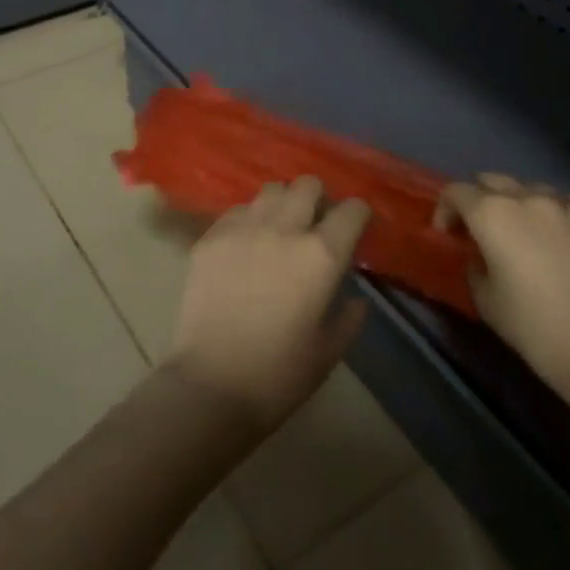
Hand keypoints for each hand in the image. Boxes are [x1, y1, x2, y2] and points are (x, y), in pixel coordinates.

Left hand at [164, 176, 369, 432]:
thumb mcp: (328, 351)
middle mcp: (284, 229)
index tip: (355, 227)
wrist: (211, 384)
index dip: (358, 215)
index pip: (352, 210)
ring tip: (280, 228)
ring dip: (283, 203)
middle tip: (316, 223)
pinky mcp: (211, 236)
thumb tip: (356, 298)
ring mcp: (243, 228)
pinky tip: (246, 244)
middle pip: (308, 185)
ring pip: (271, 190)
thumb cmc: (279, 376)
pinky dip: (249, 219)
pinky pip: (238, 210)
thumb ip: (348, 317)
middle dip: (318, 198)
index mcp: (321, 256)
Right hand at [438, 174, 569, 416]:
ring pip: (536, 191)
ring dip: (524, 207)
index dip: (446, 210)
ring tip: (533, 236)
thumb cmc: (538, 331)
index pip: (456, 192)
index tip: (450, 235)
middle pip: (494, 181)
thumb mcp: (486, 302)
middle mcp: (530, 198)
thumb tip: (483, 254)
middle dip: (482, 200)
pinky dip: (563, 217)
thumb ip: (476, 265)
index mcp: (492, 214)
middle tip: (486, 231)